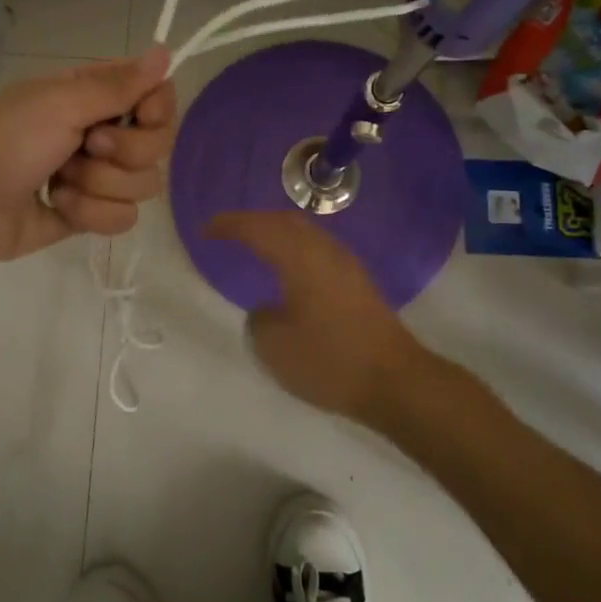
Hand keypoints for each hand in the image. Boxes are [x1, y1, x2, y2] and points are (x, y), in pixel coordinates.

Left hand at [0, 48, 178, 262]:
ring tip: (59, 181)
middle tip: (85, 147)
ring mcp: (97, 177)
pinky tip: (56, 206)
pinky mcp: (89, 215)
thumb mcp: (60, 103)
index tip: (141, 115)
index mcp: (93, 96)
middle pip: (157, 145)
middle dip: (124, 152)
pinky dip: (89, 213)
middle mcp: (101, 132)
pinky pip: (122, 218)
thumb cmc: (5, 142)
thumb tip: (166, 52)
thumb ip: (119, 85)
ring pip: (142, 186)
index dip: (157, 109)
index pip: (156, 97)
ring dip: (99, 185)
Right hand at [207, 210, 427, 426]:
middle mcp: (324, 251)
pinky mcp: (358, 282)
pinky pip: (318, 250)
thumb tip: (266, 310)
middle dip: (254, 221)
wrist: (393, 380)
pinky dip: (295, 249)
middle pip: (285, 221)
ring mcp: (346, 265)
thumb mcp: (275, 347)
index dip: (229, 225)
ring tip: (255, 247)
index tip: (206, 230)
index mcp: (300, 258)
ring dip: (278, 233)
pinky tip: (288, 270)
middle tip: (229, 233)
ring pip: (306, 233)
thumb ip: (259, 320)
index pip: (258, 228)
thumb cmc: (329, 361)